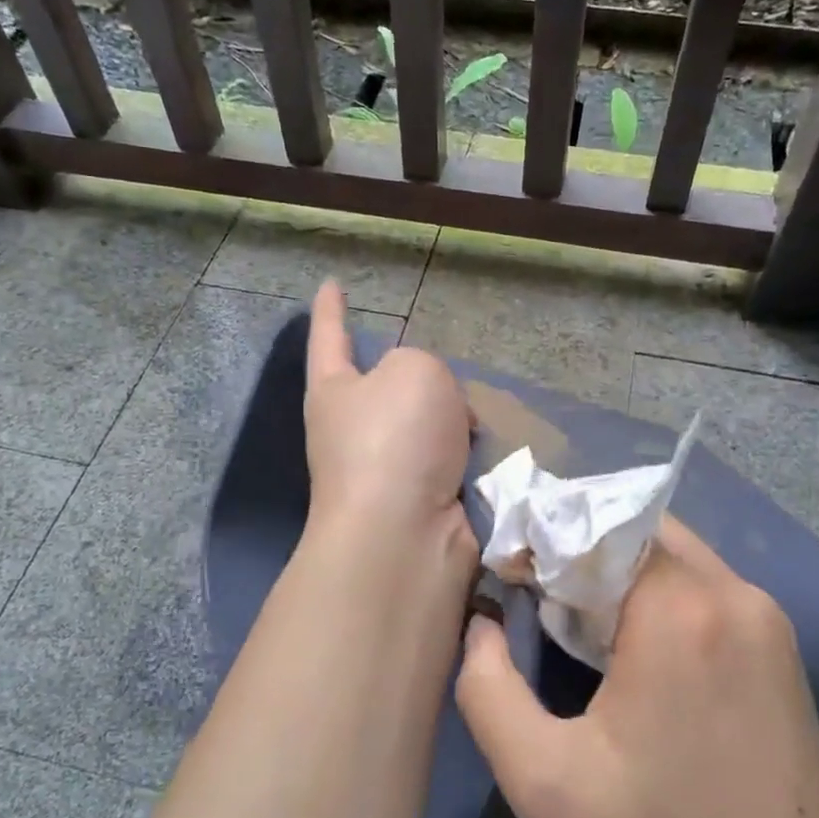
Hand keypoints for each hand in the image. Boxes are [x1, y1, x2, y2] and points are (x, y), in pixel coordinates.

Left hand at [304, 280, 473, 551]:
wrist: (405, 533)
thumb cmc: (396, 438)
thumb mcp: (416, 370)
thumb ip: (424, 368)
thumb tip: (438, 416)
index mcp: (334, 390)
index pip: (330, 336)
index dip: (331, 309)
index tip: (330, 284)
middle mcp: (352, 430)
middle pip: (390, 387)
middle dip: (421, 380)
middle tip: (448, 382)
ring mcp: (385, 472)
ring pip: (429, 426)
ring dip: (455, 422)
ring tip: (474, 424)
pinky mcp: (419, 504)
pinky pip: (452, 464)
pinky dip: (471, 458)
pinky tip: (488, 458)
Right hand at [454, 518, 818, 817]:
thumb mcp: (545, 783)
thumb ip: (489, 689)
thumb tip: (482, 622)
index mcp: (678, 610)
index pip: (596, 525)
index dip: (543, 539)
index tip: (507, 574)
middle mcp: (730, 592)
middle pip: (635, 530)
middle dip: (578, 550)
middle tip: (535, 595)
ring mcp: (763, 613)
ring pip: (670, 552)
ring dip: (617, 570)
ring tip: (575, 622)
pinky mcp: (778, 640)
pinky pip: (701, 584)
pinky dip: (655, 591)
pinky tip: (632, 645)